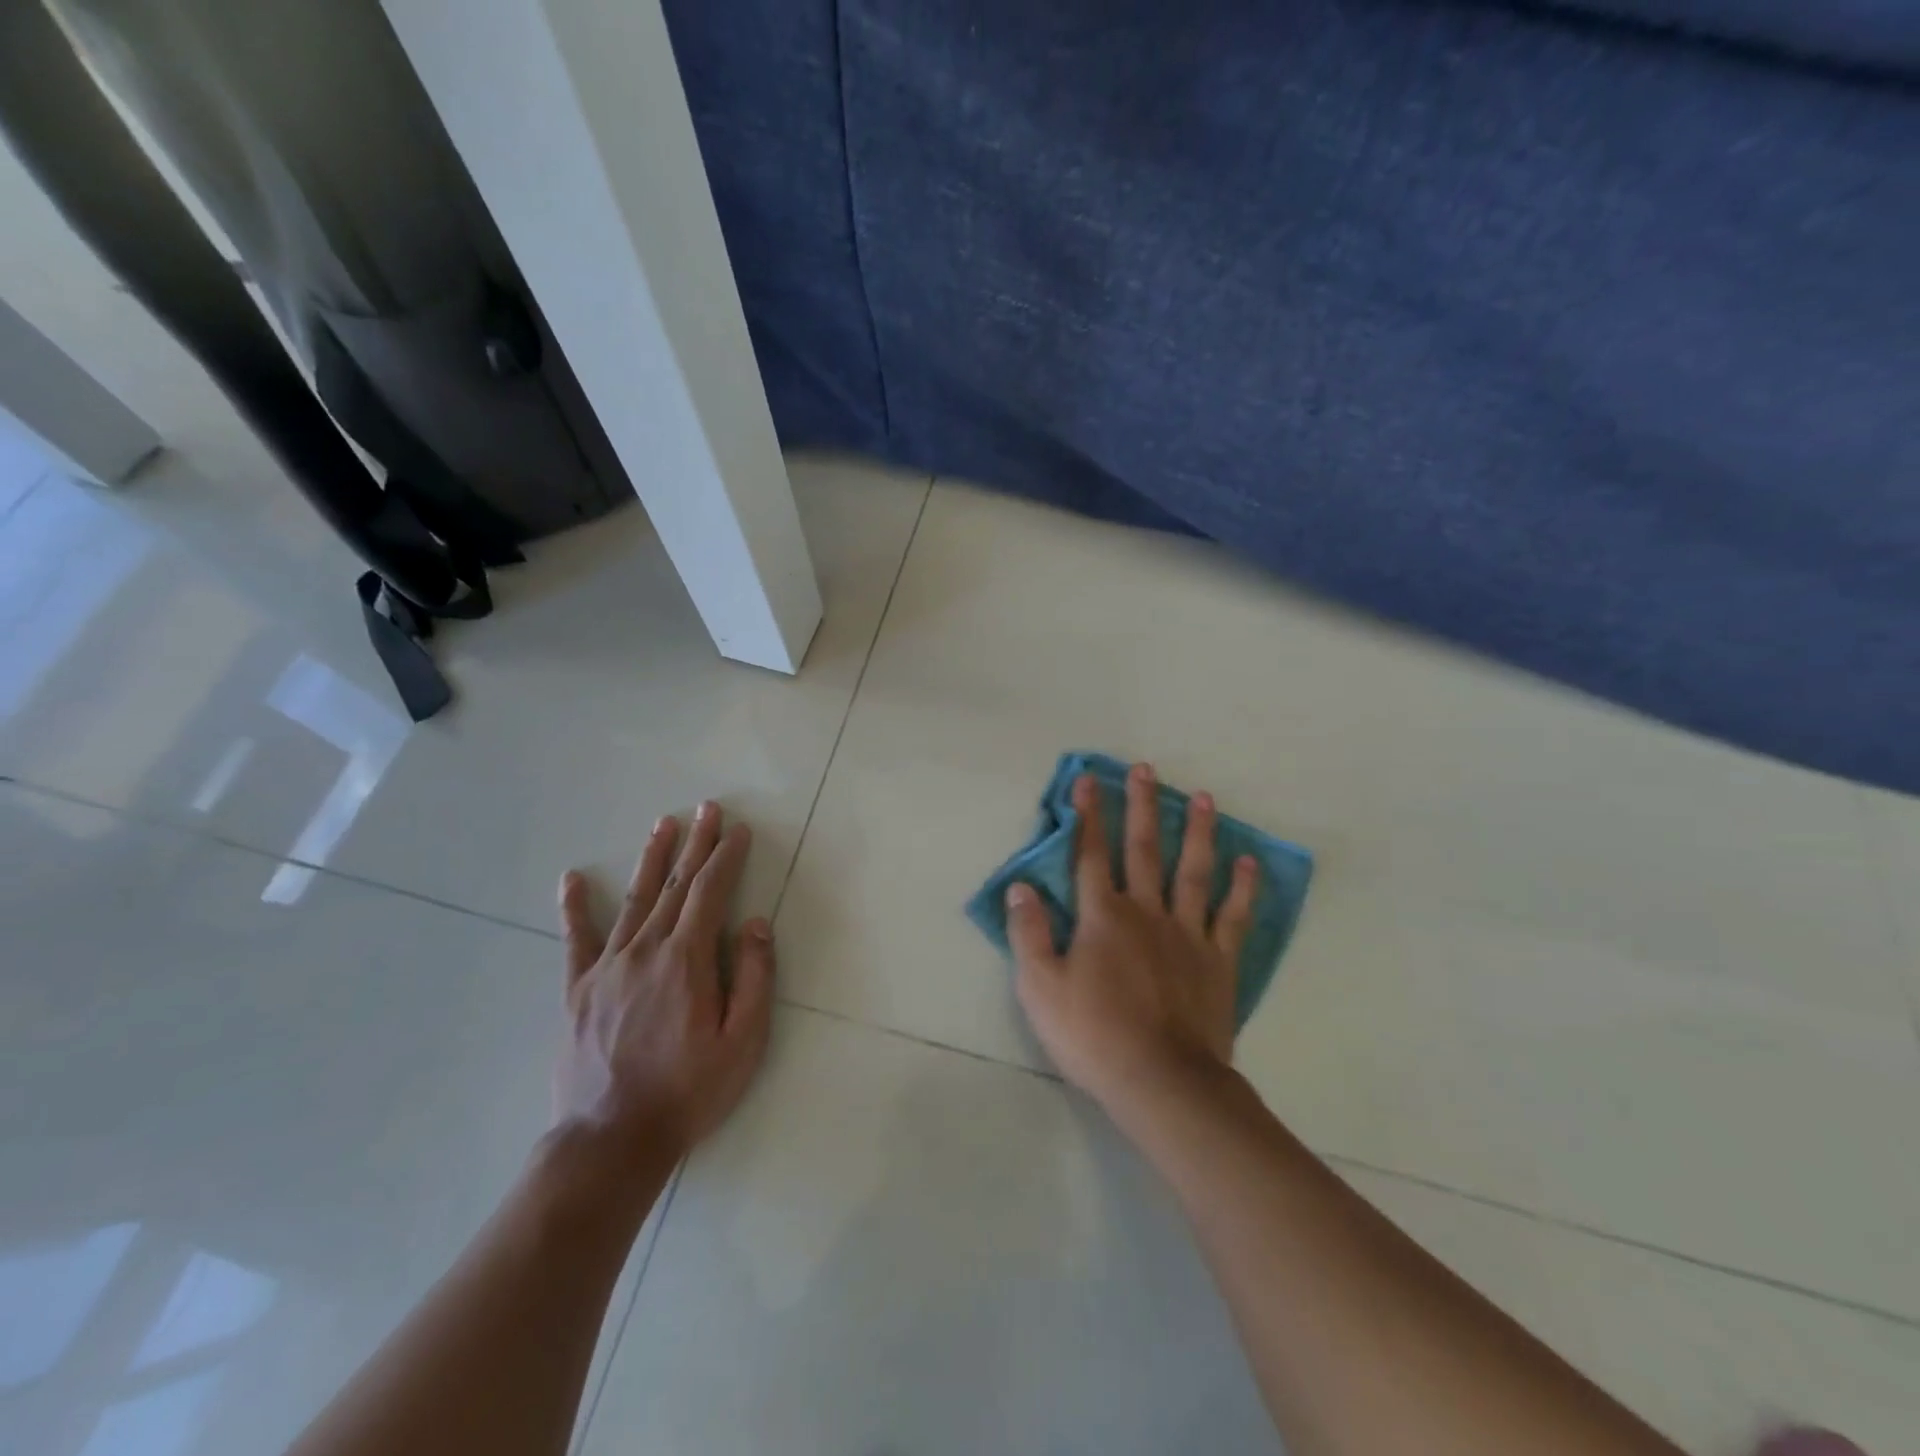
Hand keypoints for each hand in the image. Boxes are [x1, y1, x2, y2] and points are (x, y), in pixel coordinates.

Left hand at [554, 802, 774, 1160]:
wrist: (612, 1139)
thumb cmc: (689, 1090)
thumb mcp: (743, 1041)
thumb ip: (754, 977)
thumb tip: (755, 923)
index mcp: (687, 960)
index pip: (711, 892)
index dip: (726, 856)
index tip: (737, 830)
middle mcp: (646, 950)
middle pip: (676, 885)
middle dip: (695, 844)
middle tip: (707, 808)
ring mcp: (607, 967)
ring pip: (635, 900)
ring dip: (652, 859)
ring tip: (662, 825)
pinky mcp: (578, 989)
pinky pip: (576, 939)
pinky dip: (574, 907)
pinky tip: (572, 879)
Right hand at [1008, 764, 1257, 1123]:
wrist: (1162, 1080)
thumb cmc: (1093, 1034)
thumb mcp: (1040, 988)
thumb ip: (1028, 933)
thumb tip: (1021, 886)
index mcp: (1102, 916)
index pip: (1089, 854)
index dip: (1087, 815)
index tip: (1088, 779)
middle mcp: (1146, 911)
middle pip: (1143, 849)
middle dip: (1141, 806)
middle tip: (1146, 769)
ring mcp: (1187, 933)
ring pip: (1192, 870)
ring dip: (1196, 831)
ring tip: (1202, 796)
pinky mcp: (1218, 960)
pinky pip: (1232, 916)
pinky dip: (1241, 888)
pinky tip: (1248, 861)